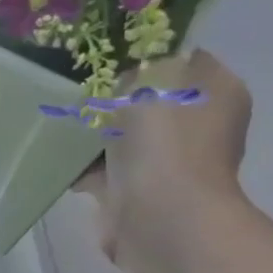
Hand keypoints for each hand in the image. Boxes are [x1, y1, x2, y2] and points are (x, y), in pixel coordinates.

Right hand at [73, 49, 252, 269]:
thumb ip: (141, 67)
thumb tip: (131, 78)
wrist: (159, 216)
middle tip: (81, 88)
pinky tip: (56, 154)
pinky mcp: (135, 193)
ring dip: (94, 133)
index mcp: (217, 94)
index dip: (150, 56)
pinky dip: (81, 166)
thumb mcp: (154, 81)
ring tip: (61, 119)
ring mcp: (166, 163)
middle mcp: (197, 127)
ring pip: (122, 136)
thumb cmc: (166, 142)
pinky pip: (101, 170)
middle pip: (150, 100)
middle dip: (115, 97)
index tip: (113, 57)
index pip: (186, 60)